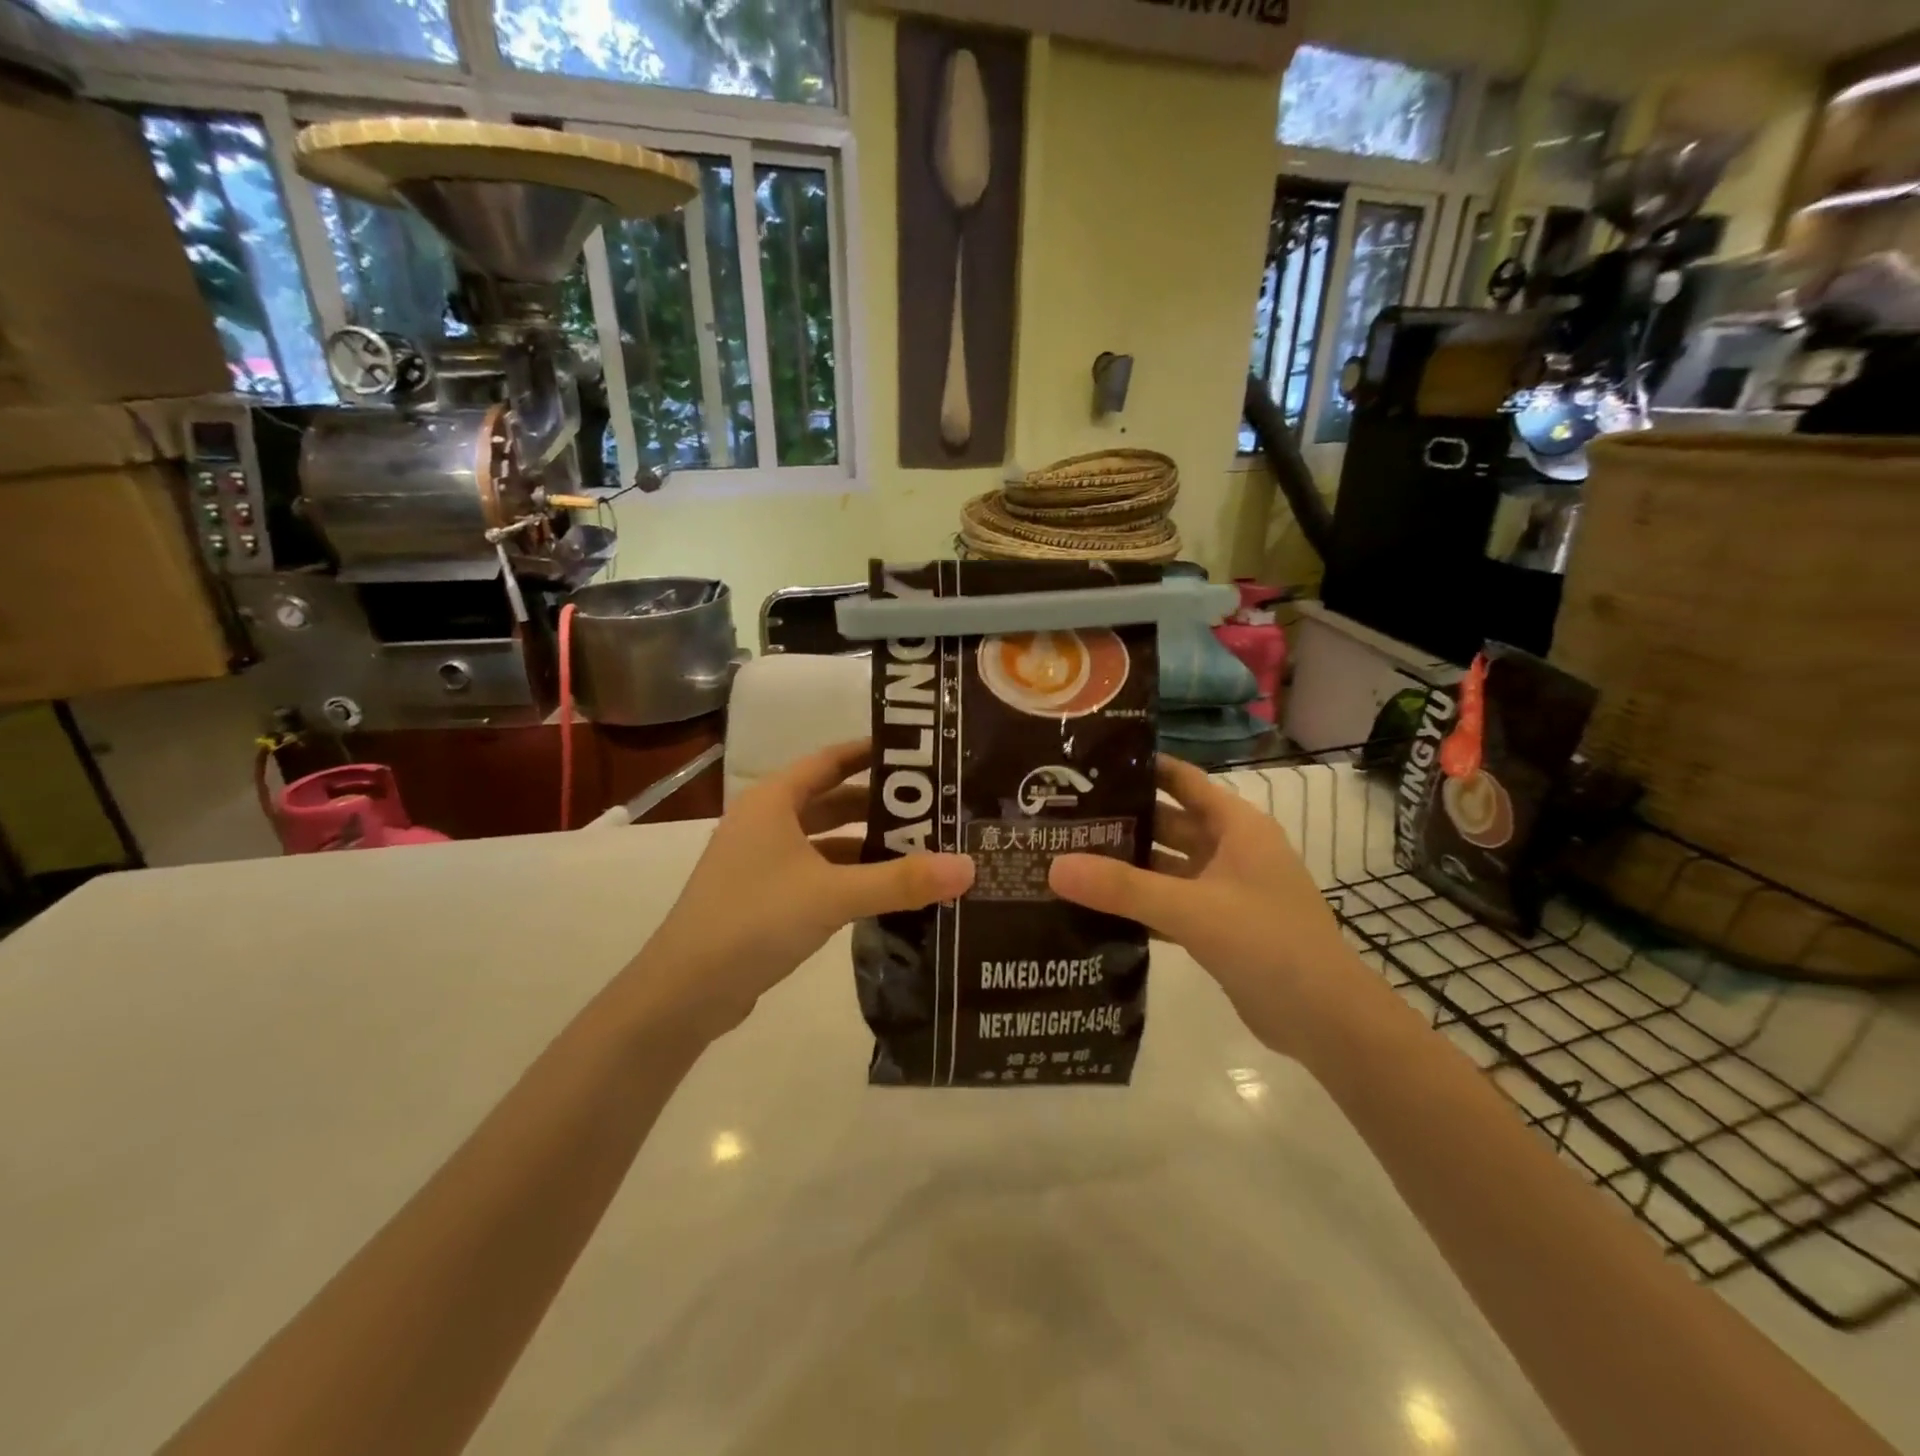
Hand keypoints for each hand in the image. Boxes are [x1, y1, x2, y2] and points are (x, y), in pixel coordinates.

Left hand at [626, 739, 974, 1039]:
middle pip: (832, 800)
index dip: (871, 753)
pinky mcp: (765, 897)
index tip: (918, 755)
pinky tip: (885, 891)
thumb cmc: (754, 920)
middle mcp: (766, 822)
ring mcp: (762, 861)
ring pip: (826, 840)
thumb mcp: (833, 895)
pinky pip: (817, 873)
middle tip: (934, 808)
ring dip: (867, 844)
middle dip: (879, 805)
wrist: (684, 992)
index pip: (830, 760)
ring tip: (921, 850)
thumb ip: (901, 881)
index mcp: (773, 801)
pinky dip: (849, 876)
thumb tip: (968, 867)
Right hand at [1048, 755, 1357, 1058]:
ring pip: (1166, 867)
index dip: (1142, 768)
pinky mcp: (1218, 927)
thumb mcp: (1191, 909)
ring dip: (1127, 867)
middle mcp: (1231, 850)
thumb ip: (1123, 888)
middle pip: (1168, 823)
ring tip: (1067, 860)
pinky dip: (1139, 905)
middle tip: (1062, 818)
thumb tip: (1054, 866)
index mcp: (1236, 826)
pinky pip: (1170, 904)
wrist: (1325, 1020)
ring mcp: (1225, 891)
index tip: (1089, 764)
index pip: (1183, 780)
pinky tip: (1095, 910)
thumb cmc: (1268, 943)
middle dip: (1122, 821)